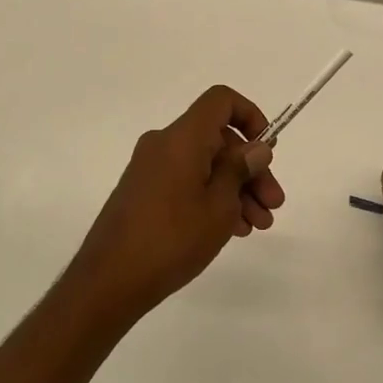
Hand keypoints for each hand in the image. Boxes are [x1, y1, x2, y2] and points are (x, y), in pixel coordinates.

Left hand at [69, 86, 285, 319]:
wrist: (108, 282)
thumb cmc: (171, 239)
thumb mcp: (219, 206)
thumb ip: (240, 170)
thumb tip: (256, 148)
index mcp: (182, 137)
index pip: (221, 101)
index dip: (250, 115)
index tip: (266, 149)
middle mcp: (164, 144)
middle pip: (218, 139)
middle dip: (250, 169)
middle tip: (273, 204)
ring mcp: (151, 168)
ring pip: (205, 164)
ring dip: (235, 189)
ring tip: (259, 225)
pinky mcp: (143, 192)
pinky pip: (187, 181)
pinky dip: (211, 197)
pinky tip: (232, 229)